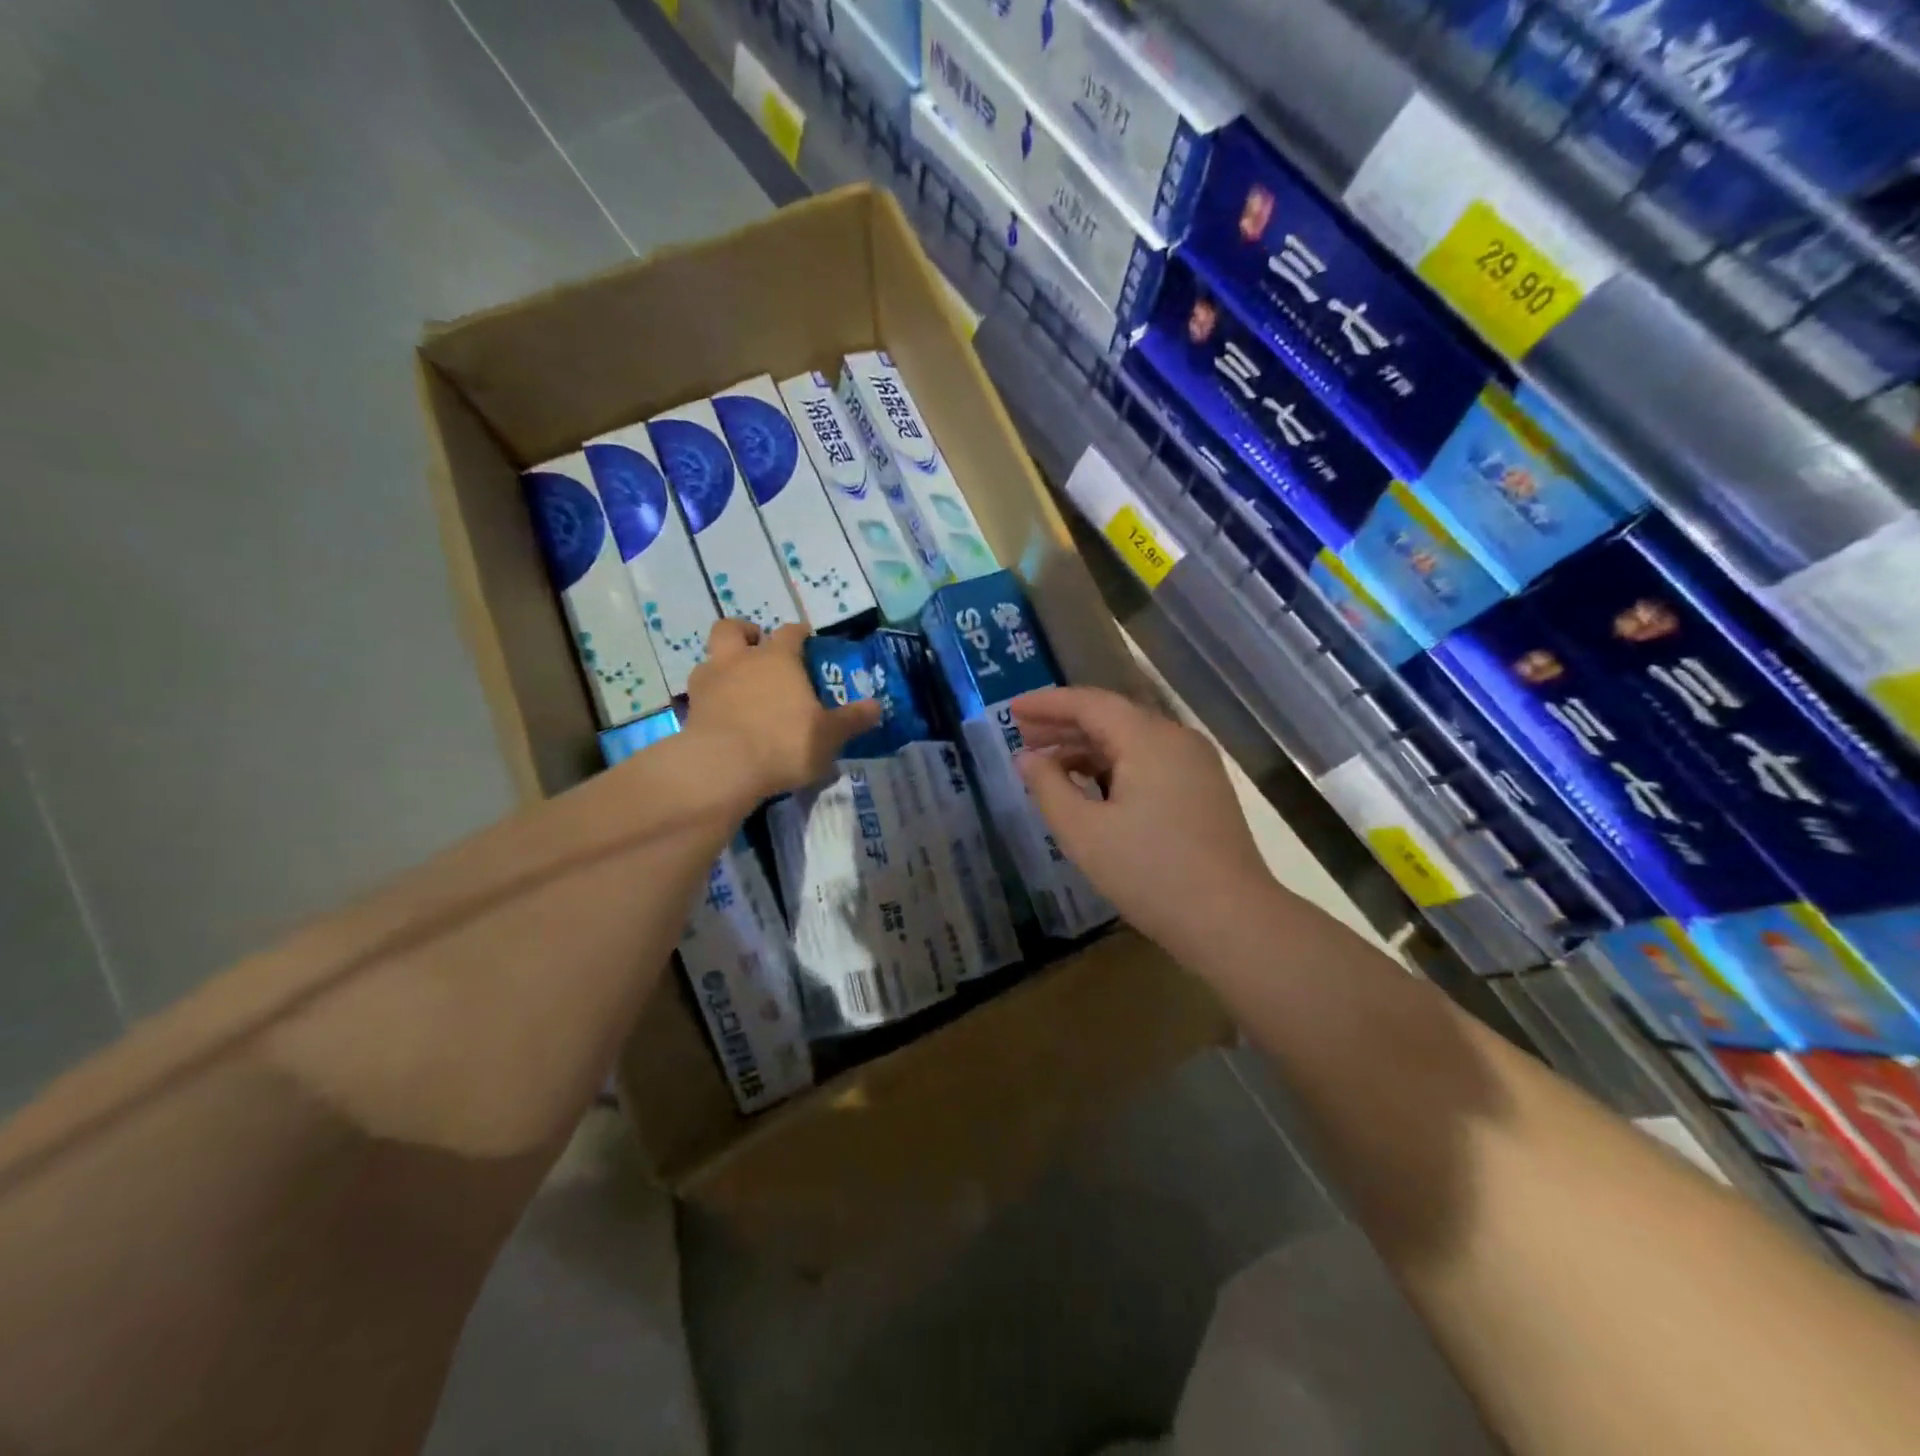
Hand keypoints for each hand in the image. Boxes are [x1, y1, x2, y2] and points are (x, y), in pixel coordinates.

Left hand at [682, 620, 881, 799]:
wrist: (723, 767)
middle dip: (745, 634)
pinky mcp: (690, 709)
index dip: (799, 633)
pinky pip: (700, 694)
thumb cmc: (784, 743)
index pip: (790, 632)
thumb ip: (852, 719)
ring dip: (723, 666)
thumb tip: (877, 706)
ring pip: (711, 659)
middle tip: (758, 649)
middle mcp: (740, 660)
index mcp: (778, 658)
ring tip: (738, 687)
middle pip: (733, 629)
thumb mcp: (829, 736)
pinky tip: (723, 716)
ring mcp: (710, 682)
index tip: (806, 639)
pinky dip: (711, 699)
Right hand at [1011, 686, 1275, 960]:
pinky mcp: (1203, 789)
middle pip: (1112, 717)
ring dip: (1088, 748)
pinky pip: (1149, 762)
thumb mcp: (1084, 833)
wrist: (1232, 921)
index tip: (1011, 709)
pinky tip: (1090, 787)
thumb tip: (1027, 758)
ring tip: (1047, 765)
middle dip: (1064, 725)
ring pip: (1131, 741)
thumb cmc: (1150, 873)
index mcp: (1149, 739)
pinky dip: (1114, 766)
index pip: (1089, 703)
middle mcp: (1176, 739)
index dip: (1047, 703)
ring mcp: (1195, 764)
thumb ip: (1048, 788)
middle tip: (1021, 735)